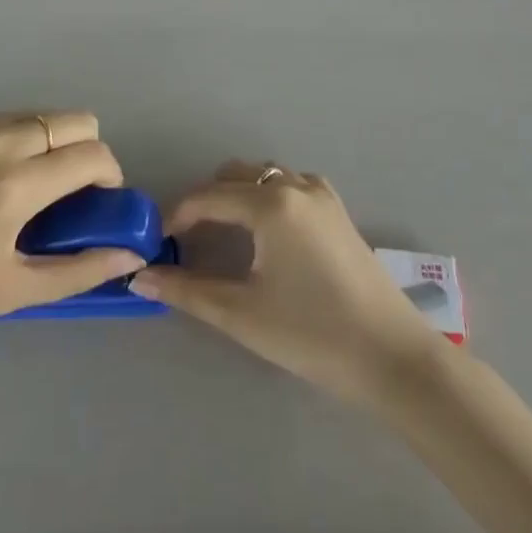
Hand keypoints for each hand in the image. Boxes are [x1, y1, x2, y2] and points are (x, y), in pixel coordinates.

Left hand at [0, 113, 144, 327]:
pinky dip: (21, 137)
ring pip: (46, 114)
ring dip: (54, 142)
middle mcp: (3, 141)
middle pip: (79, 119)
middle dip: (89, 150)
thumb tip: (129, 252)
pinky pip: (11, 116)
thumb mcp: (11, 290)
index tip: (98, 201)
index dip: (110, 175)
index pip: (94, 155)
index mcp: (17, 185)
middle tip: (69, 189)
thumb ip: (78, 271)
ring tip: (28, 182)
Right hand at [132, 163, 439, 401]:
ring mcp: (322, 196)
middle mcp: (296, 186)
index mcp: (270, 203)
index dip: (176, 217)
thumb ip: (187, 290)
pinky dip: (268, 198)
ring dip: (238, 196)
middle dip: (207, 202)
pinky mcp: (338, 212)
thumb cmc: (312, 333)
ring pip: (265, 177)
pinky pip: (291, 187)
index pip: (207, 197)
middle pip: (236, 176)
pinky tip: (266, 236)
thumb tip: (140, 277)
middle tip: (188, 242)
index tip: (157, 243)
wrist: (391, 356)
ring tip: (223, 237)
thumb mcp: (242, 313)